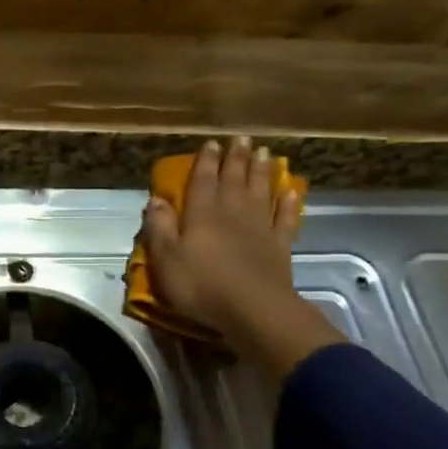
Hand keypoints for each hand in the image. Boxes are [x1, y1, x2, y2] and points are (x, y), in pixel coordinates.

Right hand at [140, 136, 301, 336]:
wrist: (253, 310)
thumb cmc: (201, 286)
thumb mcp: (166, 259)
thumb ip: (159, 228)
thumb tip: (156, 199)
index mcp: (201, 215)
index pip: (202, 181)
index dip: (206, 162)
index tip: (211, 143)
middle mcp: (232, 214)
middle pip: (234, 180)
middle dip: (236, 159)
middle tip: (242, 139)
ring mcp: (259, 229)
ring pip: (260, 193)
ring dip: (262, 172)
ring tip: (265, 153)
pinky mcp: (280, 248)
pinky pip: (285, 220)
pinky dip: (288, 204)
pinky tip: (291, 192)